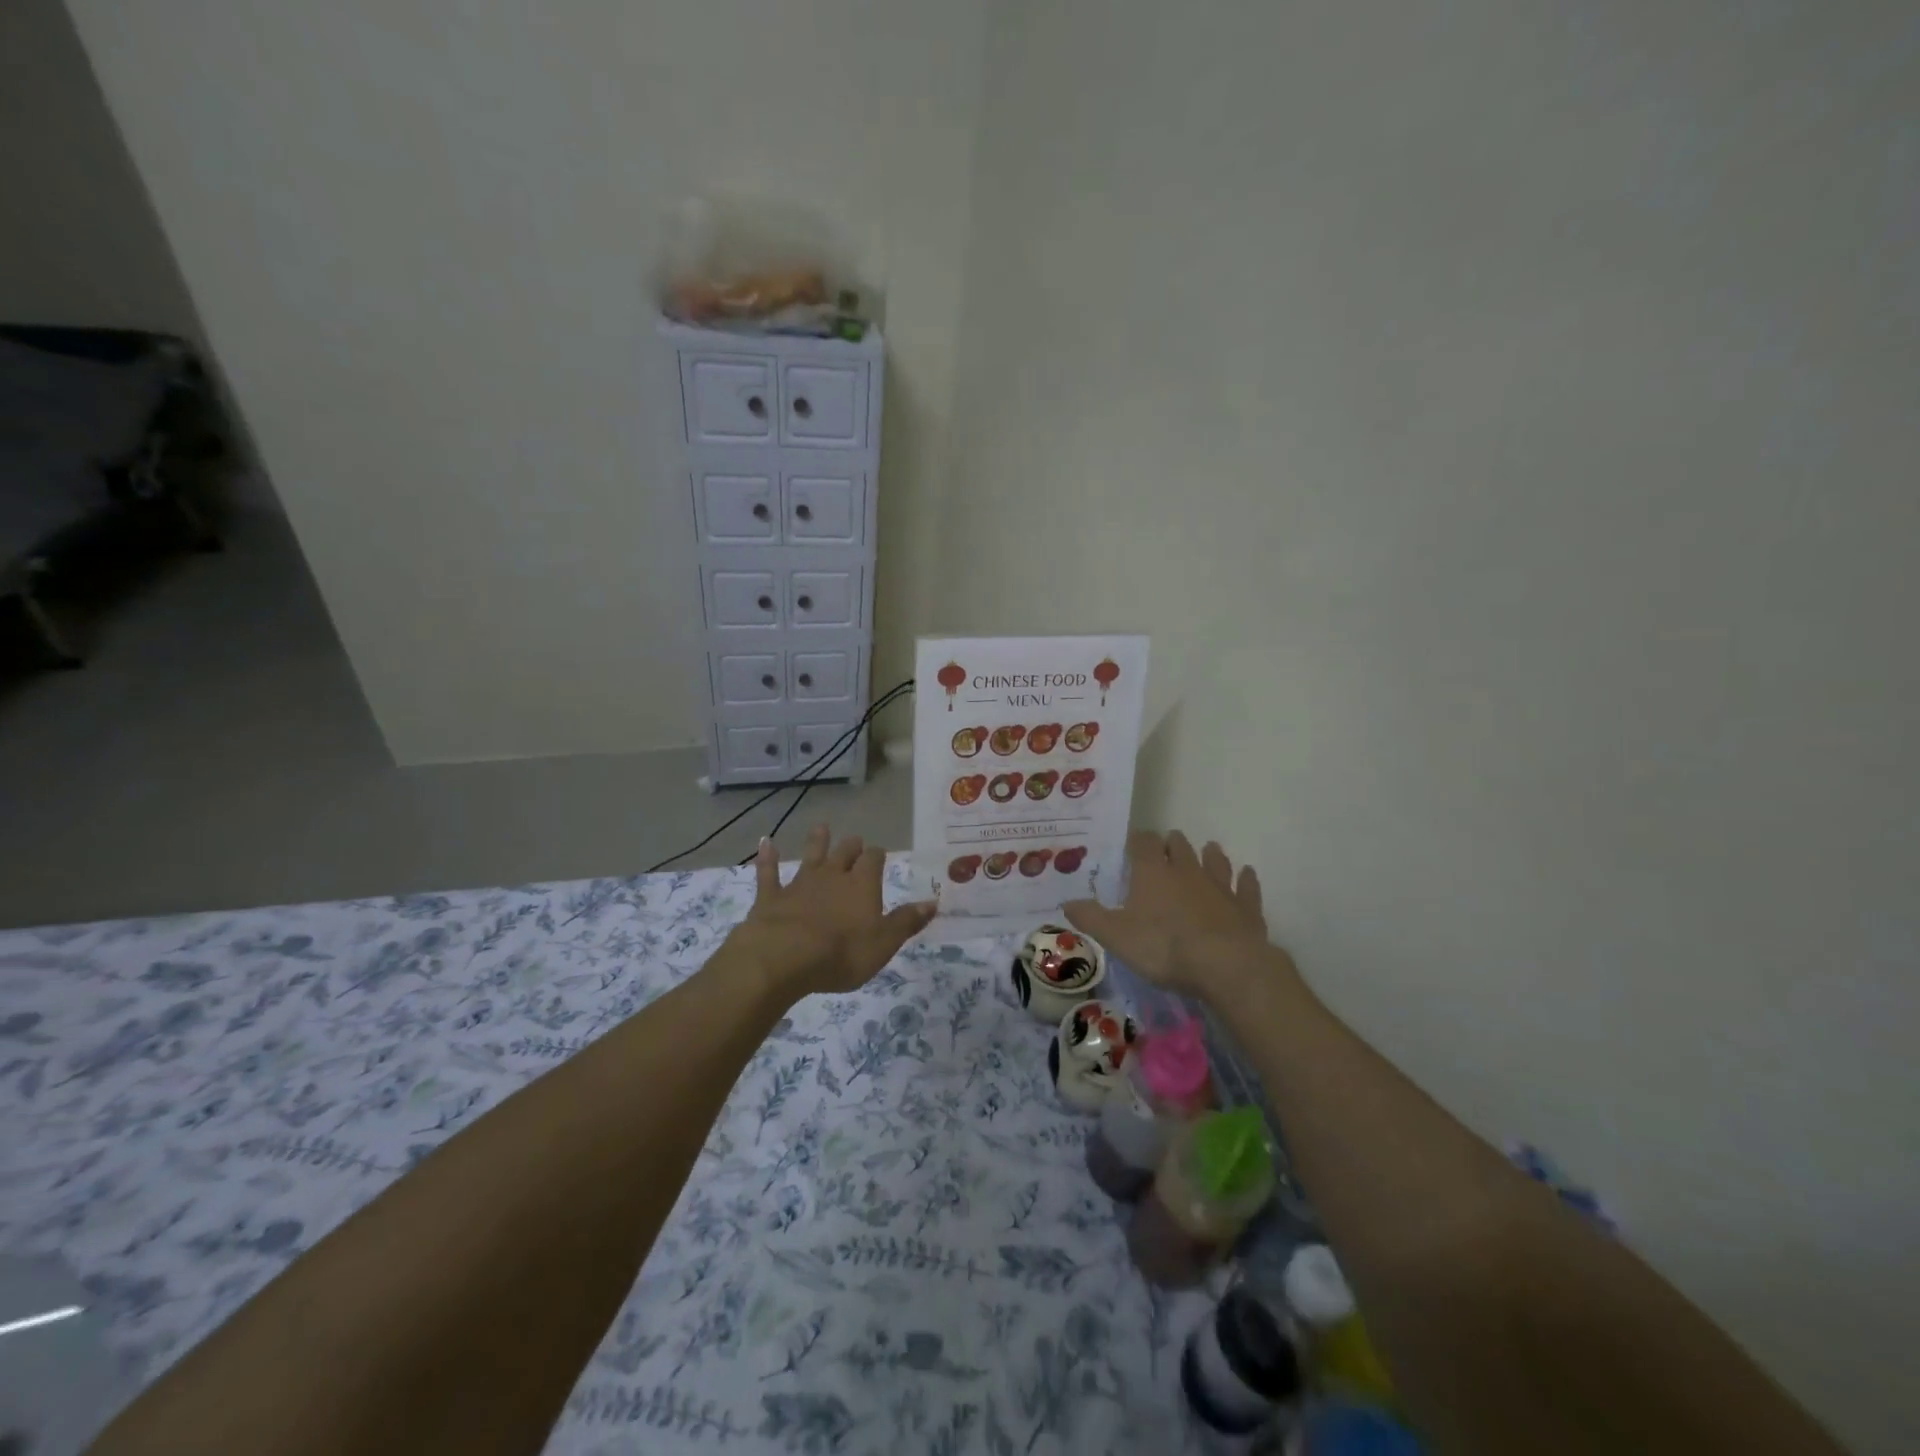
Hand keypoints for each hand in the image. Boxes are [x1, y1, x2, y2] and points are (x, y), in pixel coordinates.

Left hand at [724, 826, 936, 996]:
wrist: (784, 957)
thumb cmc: (841, 953)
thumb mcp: (884, 943)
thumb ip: (906, 921)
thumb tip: (933, 902)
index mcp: (862, 885)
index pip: (874, 860)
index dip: (877, 856)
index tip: (880, 854)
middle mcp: (833, 876)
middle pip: (844, 853)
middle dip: (851, 847)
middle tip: (855, 841)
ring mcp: (800, 884)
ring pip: (811, 856)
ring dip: (817, 842)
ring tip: (821, 828)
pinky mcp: (771, 897)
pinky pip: (769, 873)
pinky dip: (768, 858)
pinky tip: (765, 842)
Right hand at [1063, 830, 1295, 999]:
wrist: (1226, 965)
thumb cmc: (1164, 947)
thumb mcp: (1116, 936)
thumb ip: (1090, 917)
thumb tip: (1065, 902)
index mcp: (1153, 872)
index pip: (1143, 842)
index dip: (1138, 841)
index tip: (1132, 846)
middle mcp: (1186, 870)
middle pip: (1179, 846)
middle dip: (1171, 845)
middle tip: (1166, 850)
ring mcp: (1220, 886)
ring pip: (1214, 860)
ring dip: (1209, 855)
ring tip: (1207, 851)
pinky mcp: (1246, 906)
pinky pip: (1246, 887)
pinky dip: (1245, 880)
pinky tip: (1246, 875)